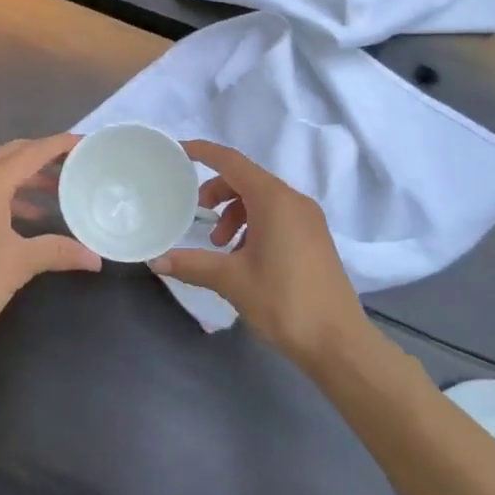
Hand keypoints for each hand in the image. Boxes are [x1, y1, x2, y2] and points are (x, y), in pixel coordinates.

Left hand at [0, 134, 102, 352]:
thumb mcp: (21, 263)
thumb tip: (95, 258)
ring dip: (25, 176)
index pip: (29, 153)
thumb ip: (59, 251)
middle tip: (73, 162)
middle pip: (10, 154)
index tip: (85, 143)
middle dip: (42, 155)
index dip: (59, 145)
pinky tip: (29, 215)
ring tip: (57, 190)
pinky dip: (8, 193)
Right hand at [152, 141, 364, 367]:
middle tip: (196, 215)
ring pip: (261, 198)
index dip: (203, 151)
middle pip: (246, 179)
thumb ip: (192, 264)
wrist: (339, 342)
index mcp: (274, 199)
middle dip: (216, 191)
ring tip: (219, 245)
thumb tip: (156, 261)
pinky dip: (253, 224)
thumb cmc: (284, 302)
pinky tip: (243, 256)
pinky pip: (277, 215)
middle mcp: (293, 200)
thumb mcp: (231, 281)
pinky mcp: (314, 237)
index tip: (178, 151)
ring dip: (234, 212)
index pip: (231, 161)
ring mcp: (308, 218)